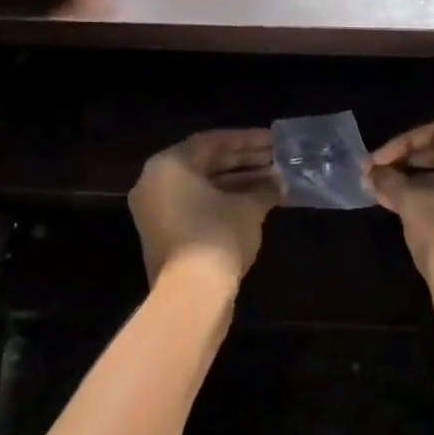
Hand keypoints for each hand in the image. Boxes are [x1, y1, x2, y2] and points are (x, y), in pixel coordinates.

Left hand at [129, 130, 280, 288]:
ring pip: (202, 187)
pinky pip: (196, 207)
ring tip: (273, 181)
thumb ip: (264, 188)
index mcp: (168, 165)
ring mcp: (156, 211)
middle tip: (276, 159)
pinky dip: (224, 202)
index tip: (273, 141)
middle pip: (205, 163)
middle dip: (244, 161)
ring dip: (238, 183)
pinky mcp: (164, 235)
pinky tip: (256, 203)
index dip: (247, 140)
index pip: (212, 142)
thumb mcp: (248, 207)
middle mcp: (155, 182)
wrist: (191, 294)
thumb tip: (278, 182)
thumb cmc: (217, 235)